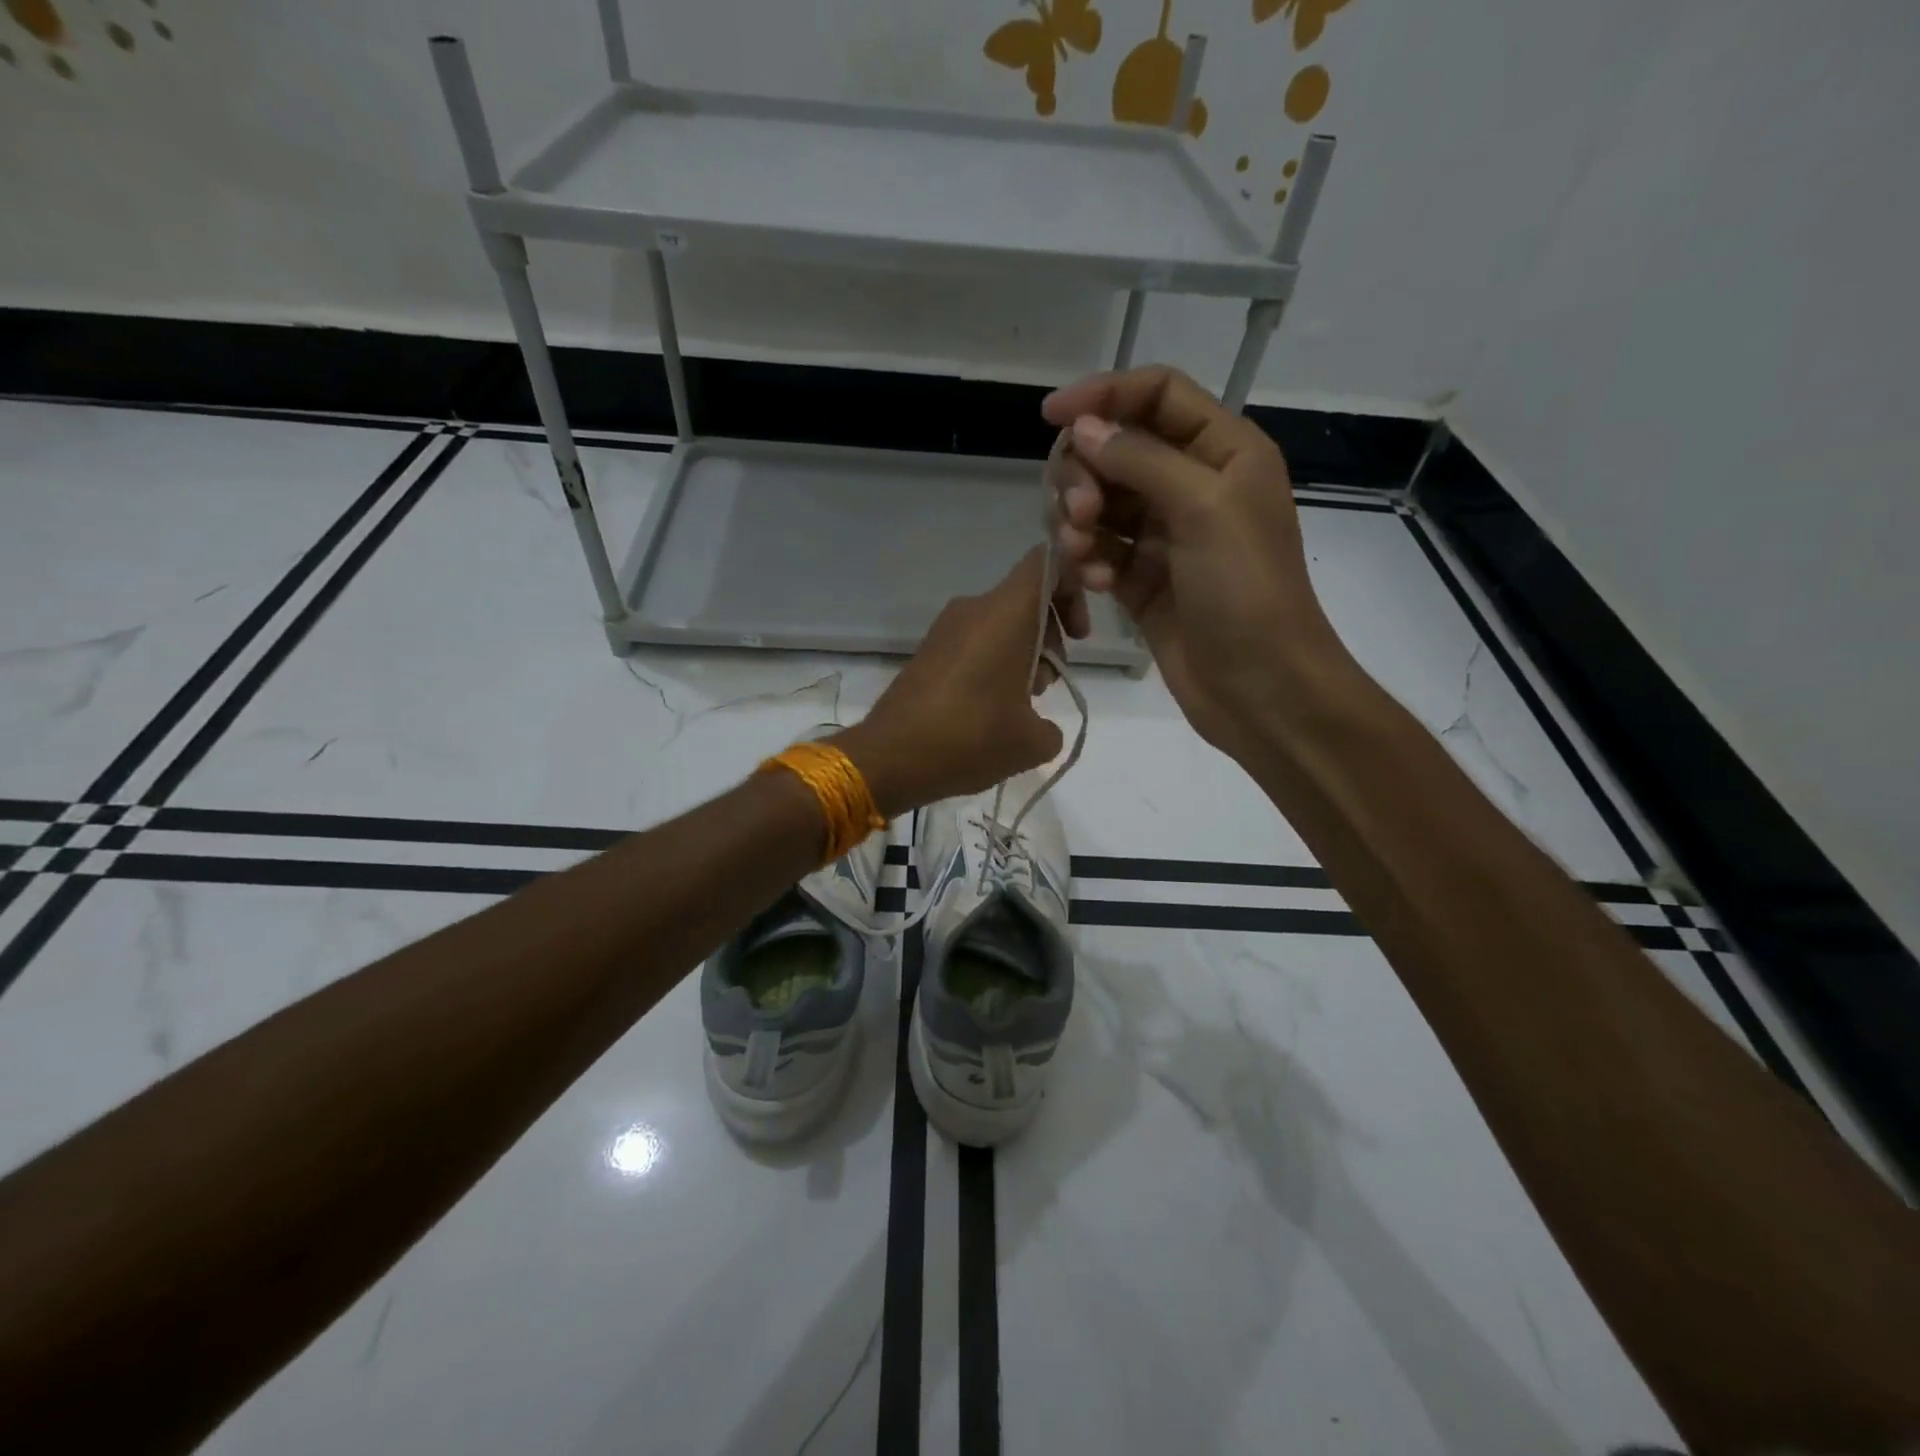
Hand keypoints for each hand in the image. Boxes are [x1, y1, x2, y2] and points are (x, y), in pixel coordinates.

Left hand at [832, 548, 1064, 815]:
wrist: (890, 757)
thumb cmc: (971, 738)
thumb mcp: (1031, 743)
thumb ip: (1052, 727)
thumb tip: (1041, 728)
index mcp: (1006, 612)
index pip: (1047, 564)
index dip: (1072, 589)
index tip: (1077, 636)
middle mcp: (973, 608)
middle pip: (1026, 599)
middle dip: (1049, 637)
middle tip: (1047, 685)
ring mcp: (945, 629)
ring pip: (1000, 624)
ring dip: (1021, 656)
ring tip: (1019, 708)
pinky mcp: (928, 652)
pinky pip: (974, 643)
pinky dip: (992, 665)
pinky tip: (989, 711)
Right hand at [1042, 365, 1353, 757]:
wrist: (1259, 687)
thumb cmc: (1246, 590)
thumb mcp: (1204, 509)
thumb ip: (1141, 460)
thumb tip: (1083, 428)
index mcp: (1223, 451)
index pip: (1156, 395)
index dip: (1104, 394)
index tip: (1051, 417)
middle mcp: (1192, 485)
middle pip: (1116, 449)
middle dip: (1086, 474)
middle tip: (1080, 513)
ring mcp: (1164, 536)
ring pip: (1099, 502)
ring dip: (1079, 521)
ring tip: (1082, 554)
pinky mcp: (1141, 580)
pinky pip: (1098, 551)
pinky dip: (1089, 560)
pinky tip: (1095, 585)